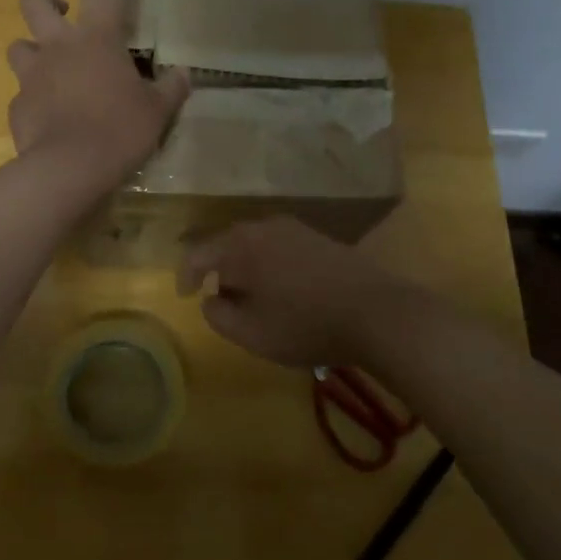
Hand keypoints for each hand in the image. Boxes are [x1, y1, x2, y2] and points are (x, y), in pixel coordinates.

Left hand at [7, 0, 189, 191]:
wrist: (69, 170)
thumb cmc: (119, 130)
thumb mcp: (158, 111)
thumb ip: (171, 88)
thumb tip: (183, 74)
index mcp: (96, 38)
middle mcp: (57, 47)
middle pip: (34, 2)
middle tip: (64, 14)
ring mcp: (31, 76)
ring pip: (18, 46)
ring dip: (34, 50)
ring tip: (53, 67)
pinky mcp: (18, 107)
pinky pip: (23, 93)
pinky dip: (36, 97)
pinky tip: (51, 114)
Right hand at [177, 217, 424, 367]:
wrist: (375, 311)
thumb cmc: (304, 324)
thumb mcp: (252, 333)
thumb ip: (219, 315)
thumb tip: (210, 299)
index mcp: (240, 245)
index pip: (199, 253)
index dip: (186, 275)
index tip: (185, 296)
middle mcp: (263, 226)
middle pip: (227, 244)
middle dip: (219, 271)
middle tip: (219, 300)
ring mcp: (294, 228)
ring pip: (255, 244)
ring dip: (246, 268)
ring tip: (252, 298)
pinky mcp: (317, 237)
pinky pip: (278, 246)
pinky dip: (269, 265)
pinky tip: (282, 290)